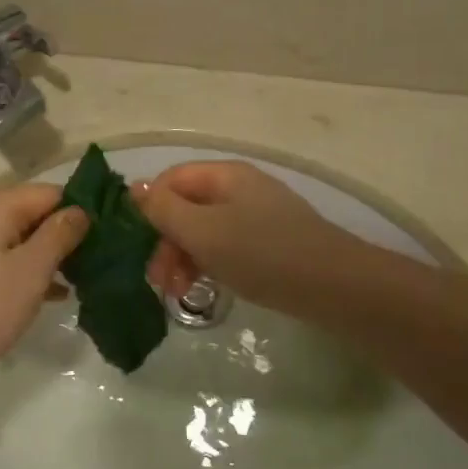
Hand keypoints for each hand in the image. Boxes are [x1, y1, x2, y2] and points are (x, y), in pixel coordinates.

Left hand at [0, 183, 88, 391]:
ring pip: (17, 238)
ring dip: (47, 256)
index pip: (51, 192)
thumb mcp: (30, 271)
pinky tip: (49, 294)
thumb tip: (80, 211)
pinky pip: (0, 256)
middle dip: (65, 235)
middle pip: (33, 213)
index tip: (111, 236)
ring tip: (81, 281)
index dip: (82, 211)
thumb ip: (59, 235)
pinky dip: (24, 269)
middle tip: (99, 263)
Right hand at [137, 161, 356, 316]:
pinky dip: (207, 263)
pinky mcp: (267, 242)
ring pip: (203, 229)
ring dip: (182, 257)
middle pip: (185, 206)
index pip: (169, 180)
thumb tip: (134, 188)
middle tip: (158, 280)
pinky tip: (203, 288)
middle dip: (165, 241)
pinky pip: (224, 245)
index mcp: (224, 175)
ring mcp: (256, 215)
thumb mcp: (202, 231)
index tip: (137, 246)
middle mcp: (239, 188)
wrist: (333, 286)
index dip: (148, 209)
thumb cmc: (261, 253)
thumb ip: (163, 209)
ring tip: (178, 293)